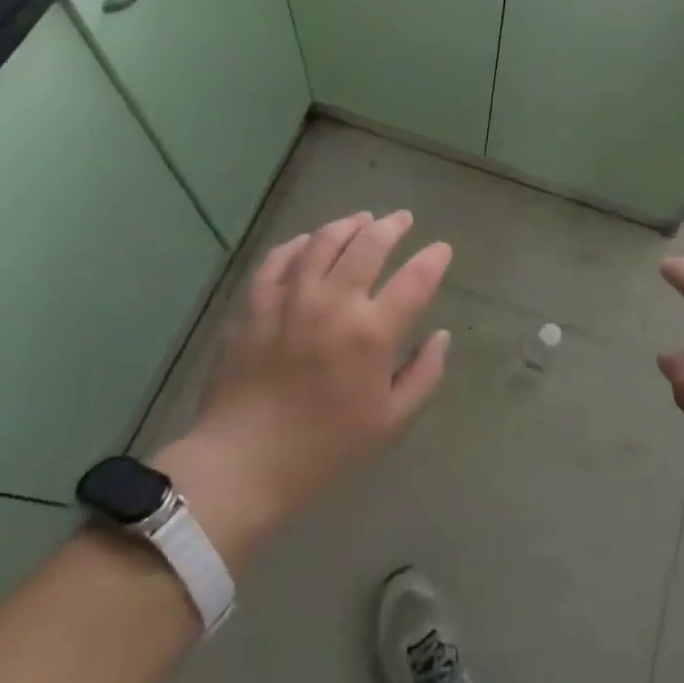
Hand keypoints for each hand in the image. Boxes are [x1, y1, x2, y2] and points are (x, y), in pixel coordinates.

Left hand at [156, 211, 452, 568]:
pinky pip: (280, 257)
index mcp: (372, 333)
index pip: (416, 279)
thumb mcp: (390, 421)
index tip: (441, 249)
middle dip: (393, 226)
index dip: (434, 258)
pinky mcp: (256, 301)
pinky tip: (310, 242)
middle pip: (370, 244)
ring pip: (324, 240)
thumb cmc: (324, 448)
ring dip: (349, 224)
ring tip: (362, 221)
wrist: (242, 462)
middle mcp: (334, 303)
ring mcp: (291, 297)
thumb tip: (441, 336)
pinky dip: (301, 243)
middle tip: (403, 220)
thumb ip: (424, 374)